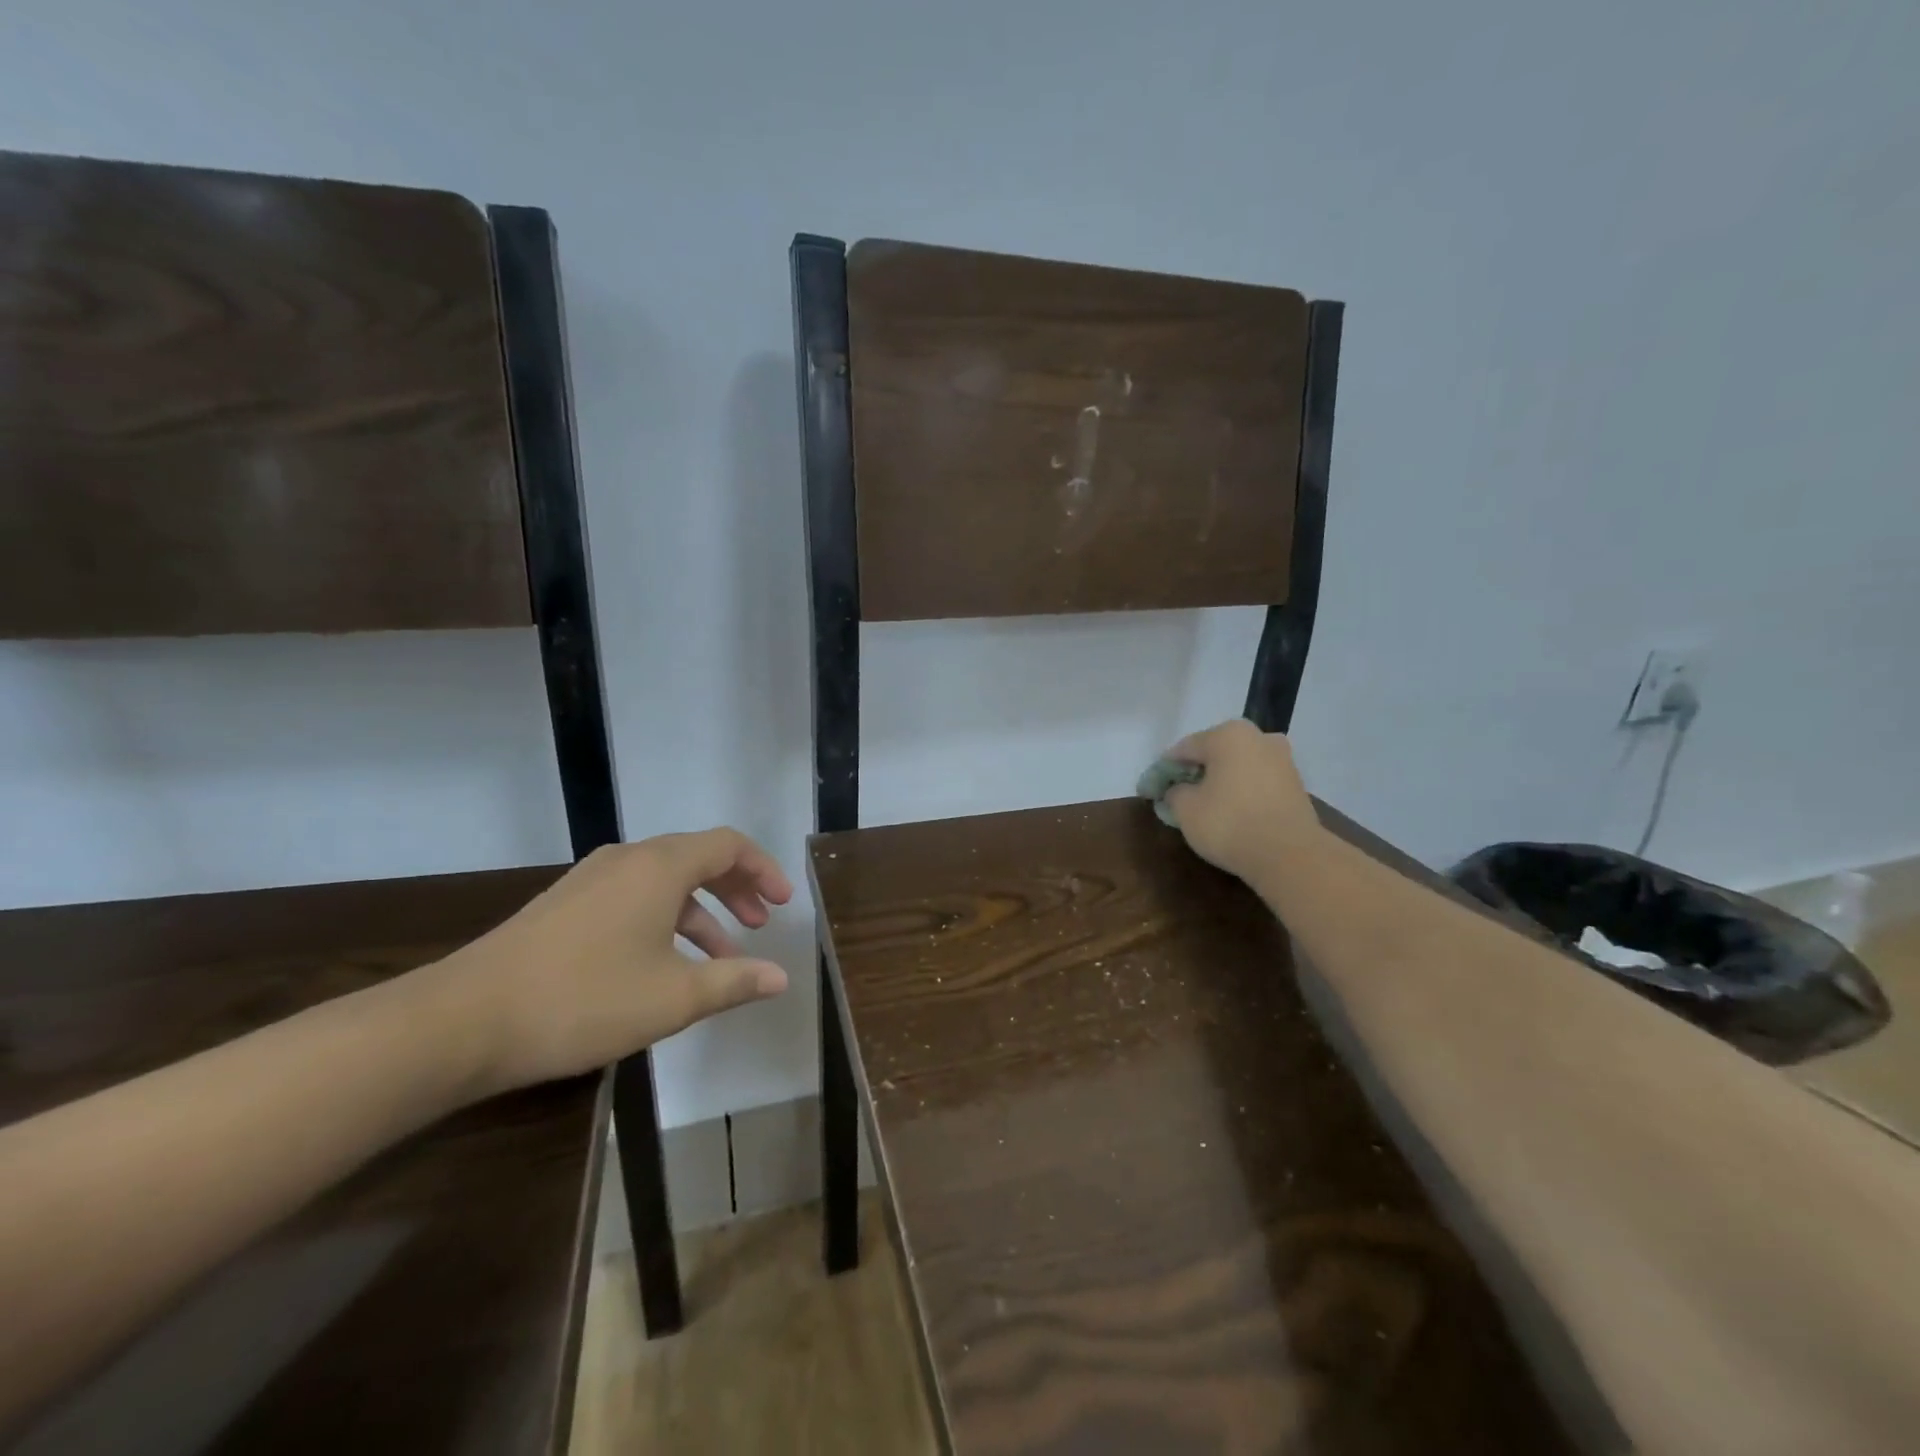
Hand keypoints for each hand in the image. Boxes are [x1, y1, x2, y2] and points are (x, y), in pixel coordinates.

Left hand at [413, 828, 793, 1095]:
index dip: (764, 869)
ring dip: (701, 911)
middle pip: (698, 857)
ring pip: (664, 881)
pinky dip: (665, 920)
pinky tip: (664, 964)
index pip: (728, 845)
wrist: (463, 1021)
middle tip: (760, 924)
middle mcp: (627, 860)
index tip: (783, 903)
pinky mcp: (564, 906)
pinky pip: (633, 898)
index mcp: (659, 867)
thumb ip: (733, 982)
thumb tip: (781, 977)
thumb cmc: (584, 1000)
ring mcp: (590, 881)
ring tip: (722, 957)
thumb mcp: (673, 997)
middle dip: (736, 888)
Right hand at [1161, 719, 1322, 882]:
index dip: (1162, 771)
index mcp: (1228, 734)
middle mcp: (1258, 737)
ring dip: (1218, 782)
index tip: (1148, 791)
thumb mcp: (1185, 809)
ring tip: (1201, 806)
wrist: (1290, 855)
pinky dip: (1239, 792)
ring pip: (1236, 767)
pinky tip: (1228, 812)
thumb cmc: (1229, 823)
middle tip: (1175, 796)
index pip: (1183, 749)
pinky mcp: (1295, 784)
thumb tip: (1177, 791)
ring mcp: (1281, 759)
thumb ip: (1174, 793)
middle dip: (1193, 773)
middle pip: (1213, 753)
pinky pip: (1255, 782)